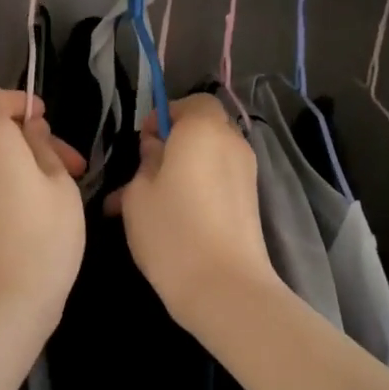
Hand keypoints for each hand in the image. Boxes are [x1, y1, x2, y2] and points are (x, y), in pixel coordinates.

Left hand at [0, 88, 85, 337]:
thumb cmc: (42, 241)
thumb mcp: (61, 188)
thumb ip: (44, 149)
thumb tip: (30, 131)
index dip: (17, 101)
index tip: (44, 120)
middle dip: (26, 141)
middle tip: (68, 168)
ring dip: (11, 168)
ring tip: (46, 199)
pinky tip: (19, 222)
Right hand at [107, 93, 281, 332]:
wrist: (225, 287)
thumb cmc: (172, 230)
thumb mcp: (138, 193)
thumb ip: (145, 161)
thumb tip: (156, 148)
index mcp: (204, 129)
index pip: (192, 102)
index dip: (166, 116)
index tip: (143, 143)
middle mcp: (232, 144)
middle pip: (203, 130)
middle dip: (173, 144)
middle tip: (144, 172)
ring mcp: (246, 175)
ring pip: (209, 159)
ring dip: (182, 170)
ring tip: (149, 202)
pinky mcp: (250, 203)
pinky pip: (219, 182)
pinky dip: (198, 188)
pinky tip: (171, 218)